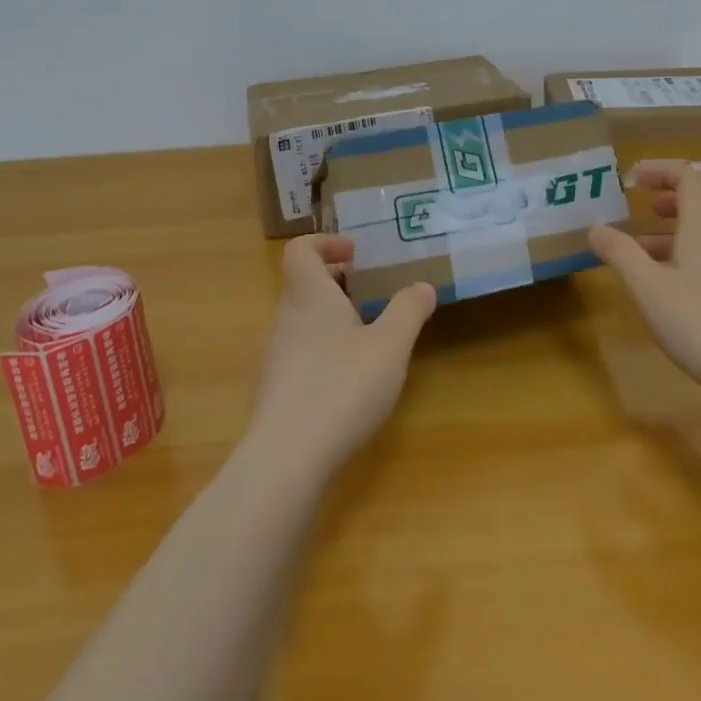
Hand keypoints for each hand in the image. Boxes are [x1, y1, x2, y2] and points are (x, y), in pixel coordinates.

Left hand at [247, 234, 436, 478]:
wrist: (288, 457)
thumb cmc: (342, 387)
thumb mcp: (389, 346)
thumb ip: (408, 311)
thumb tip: (423, 286)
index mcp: (310, 297)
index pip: (299, 250)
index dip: (324, 243)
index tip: (354, 254)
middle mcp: (287, 319)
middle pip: (303, 285)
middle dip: (337, 283)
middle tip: (371, 293)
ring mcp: (277, 356)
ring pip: (303, 321)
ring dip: (333, 318)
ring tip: (369, 338)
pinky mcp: (278, 389)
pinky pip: (301, 353)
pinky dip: (325, 350)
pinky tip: (351, 379)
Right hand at [589, 161, 700, 392]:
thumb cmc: (699, 324)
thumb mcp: (647, 288)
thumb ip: (620, 254)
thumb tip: (595, 228)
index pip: (690, 180)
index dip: (662, 171)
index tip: (632, 179)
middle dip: (676, 195)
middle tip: (648, 206)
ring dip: (677, 229)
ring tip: (641, 247)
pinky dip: (685, 256)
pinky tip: (663, 284)